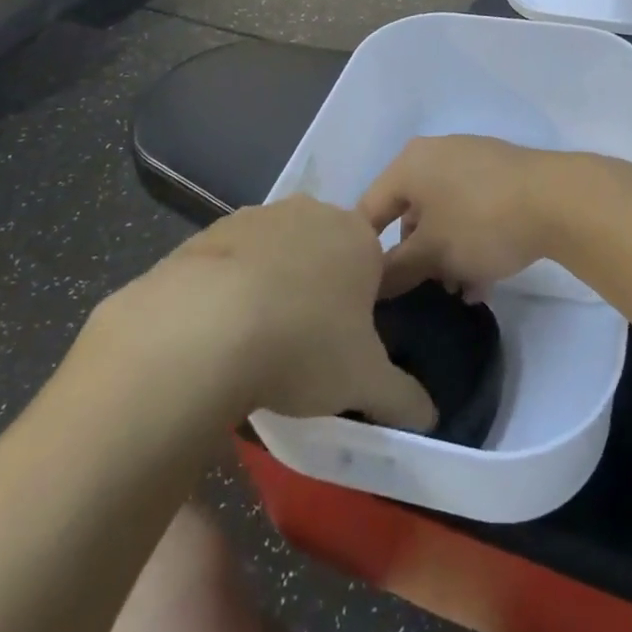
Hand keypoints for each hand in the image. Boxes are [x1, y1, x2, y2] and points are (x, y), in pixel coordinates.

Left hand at [86, 197, 435, 431]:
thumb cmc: (303, 344)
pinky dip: (231, 287)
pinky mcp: (209, 231)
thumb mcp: (364, 383)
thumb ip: (404, 399)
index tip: (346, 344)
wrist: (202, 327)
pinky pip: (233, 261)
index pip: (374, 264)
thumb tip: (430, 419)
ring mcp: (258, 216)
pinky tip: (218, 329)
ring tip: (257, 342)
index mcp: (359, 236)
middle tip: (304, 344)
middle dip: (320, 290)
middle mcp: (313, 211)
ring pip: (278, 253)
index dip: (363, 306)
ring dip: (274, 286)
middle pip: (326, 252)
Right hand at [357, 135, 605, 297]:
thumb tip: (370, 286)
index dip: (366, 253)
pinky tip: (484, 281)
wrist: (559, 200)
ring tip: (461, 294)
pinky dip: (470, 242)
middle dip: (415, 259)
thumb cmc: (481, 222)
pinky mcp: (502, 174)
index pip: (369, 211)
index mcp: (409, 164)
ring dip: (446, 257)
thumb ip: (394, 271)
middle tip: (424, 293)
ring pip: (444, 216)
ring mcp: (472, 161)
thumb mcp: (432, 254)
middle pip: (409, 214)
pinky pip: (472, 210)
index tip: (372, 290)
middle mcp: (436, 154)